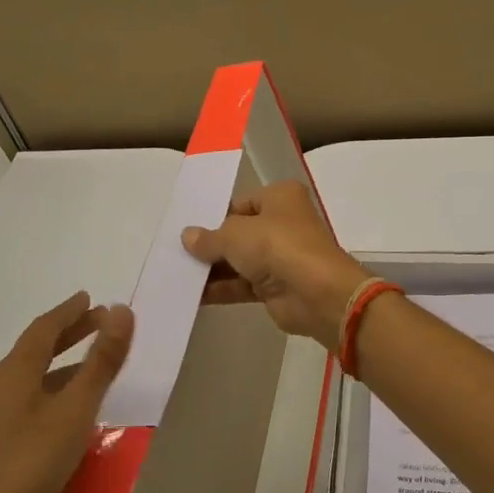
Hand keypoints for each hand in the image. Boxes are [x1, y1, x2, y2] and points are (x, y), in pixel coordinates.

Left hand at [0, 293, 133, 492]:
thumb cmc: (32, 461)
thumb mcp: (76, 408)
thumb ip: (101, 360)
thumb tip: (122, 310)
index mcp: (14, 372)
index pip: (43, 328)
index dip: (69, 311)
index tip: (90, 298)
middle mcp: (0, 389)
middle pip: (36, 350)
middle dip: (68, 334)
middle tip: (99, 322)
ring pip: (34, 378)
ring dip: (64, 365)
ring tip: (94, 364)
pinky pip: (33, 403)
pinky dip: (56, 392)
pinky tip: (73, 413)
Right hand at [182, 180, 367, 346]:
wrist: (317, 293)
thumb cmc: (277, 246)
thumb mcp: (236, 235)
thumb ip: (210, 238)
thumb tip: (188, 236)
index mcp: (280, 197)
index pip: (241, 203)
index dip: (216, 216)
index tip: (188, 229)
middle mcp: (283, 223)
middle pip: (239, 232)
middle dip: (211, 245)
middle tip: (176, 253)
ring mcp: (280, 256)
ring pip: (240, 260)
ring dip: (213, 269)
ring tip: (177, 275)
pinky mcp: (276, 286)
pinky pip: (243, 284)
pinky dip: (222, 289)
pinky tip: (193, 295)